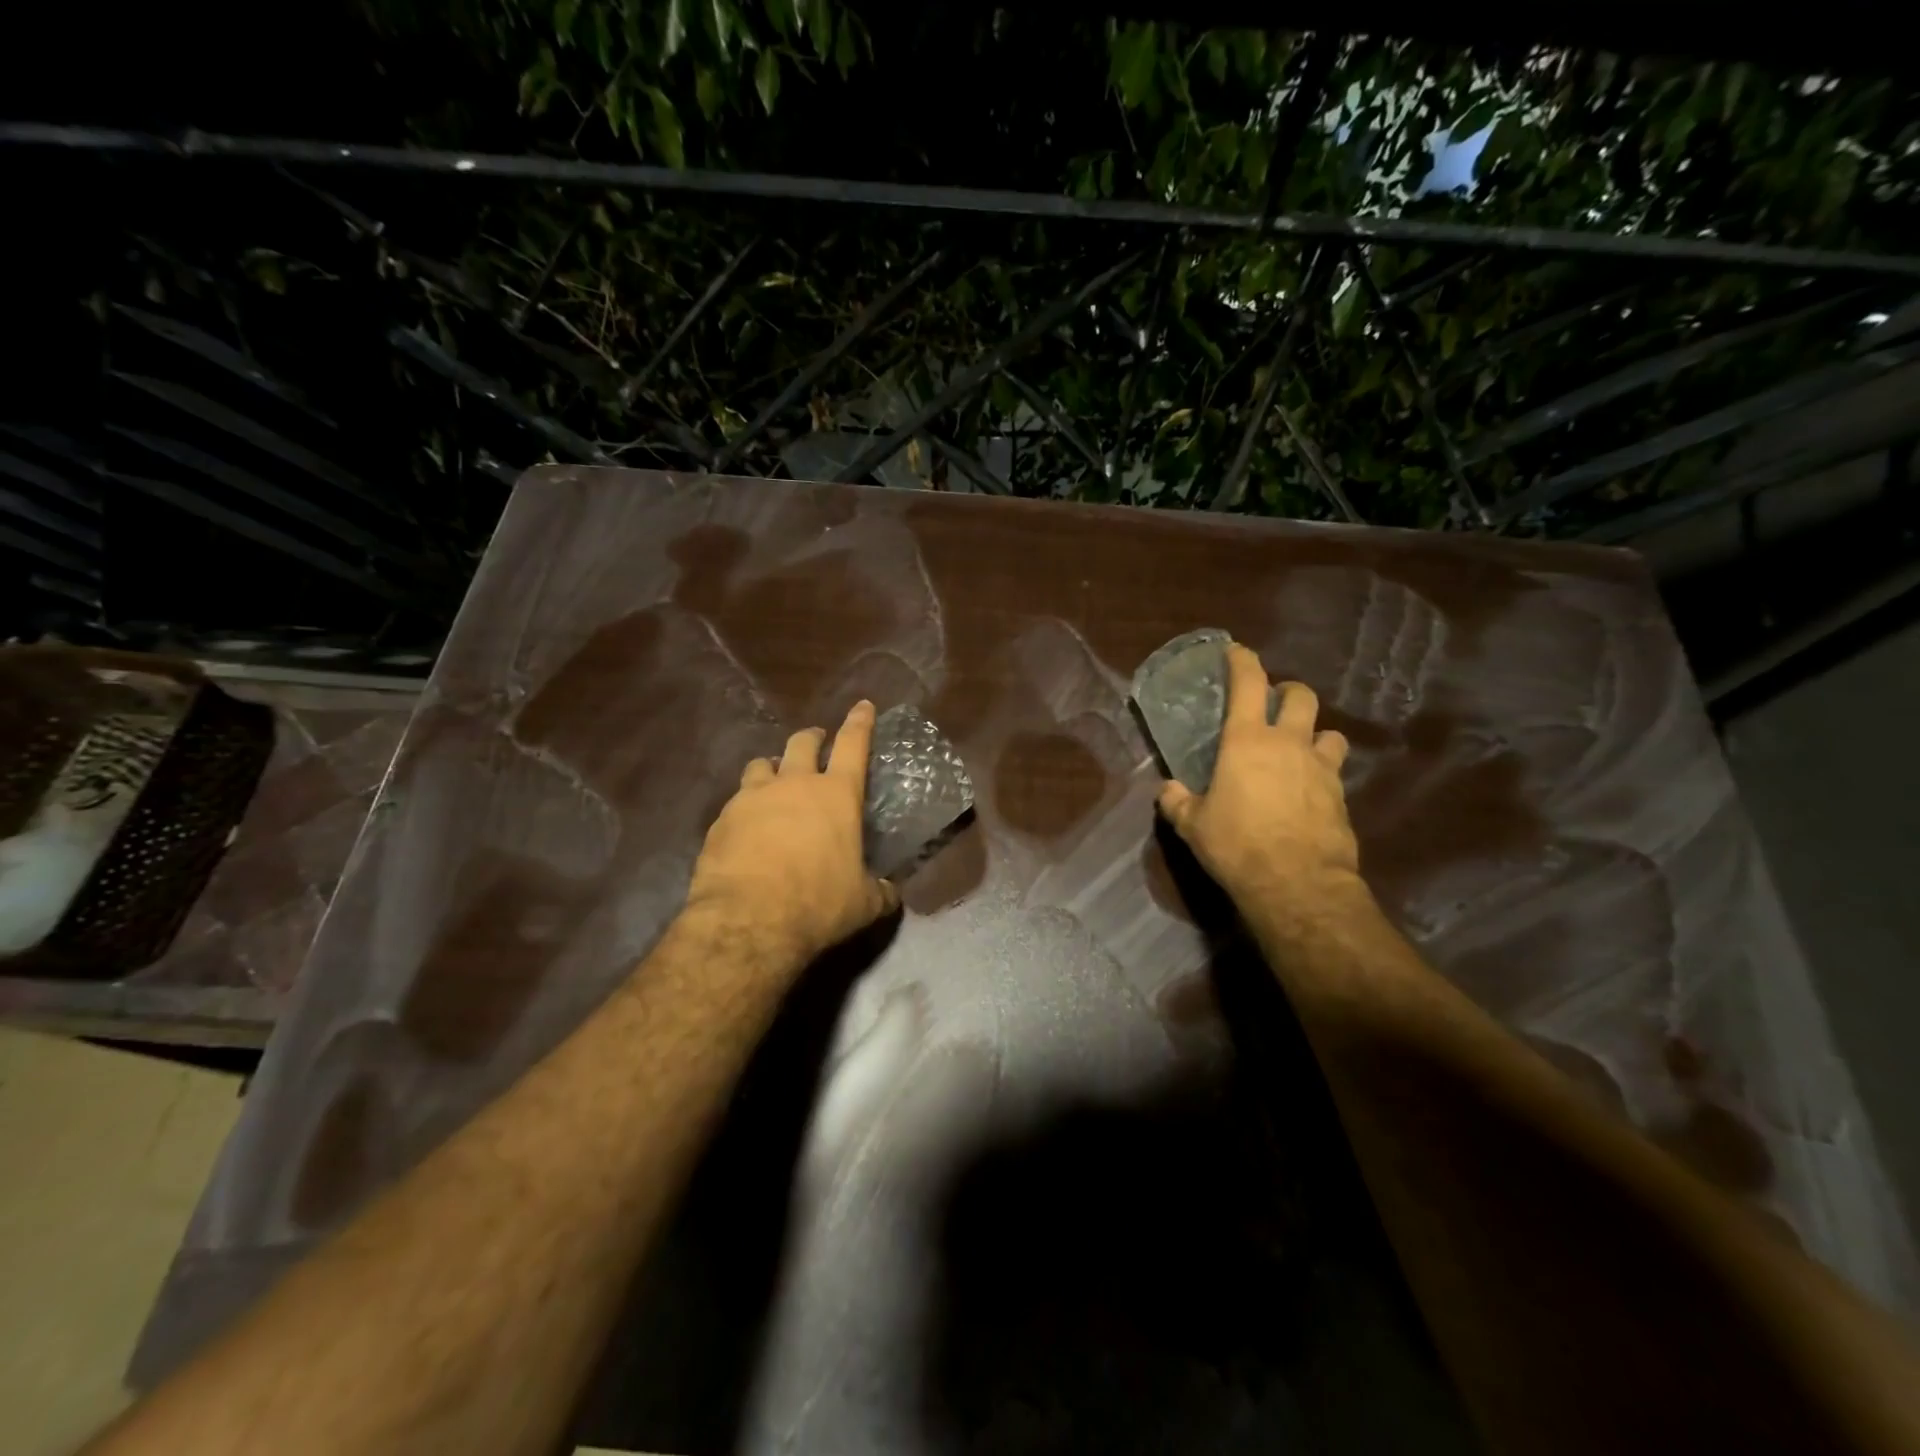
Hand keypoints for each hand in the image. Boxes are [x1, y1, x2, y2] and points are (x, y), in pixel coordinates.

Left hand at [687, 700, 899, 962]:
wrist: (748, 920)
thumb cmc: (818, 903)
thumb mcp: (862, 904)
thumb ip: (879, 891)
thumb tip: (890, 893)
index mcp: (836, 795)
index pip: (853, 744)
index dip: (860, 722)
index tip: (862, 705)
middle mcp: (794, 784)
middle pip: (802, 743)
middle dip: (812, 738)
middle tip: (816, 742)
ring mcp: (753, 798)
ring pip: (762, 764)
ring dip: (773, 768)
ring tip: (775, 781)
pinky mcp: (721, 819)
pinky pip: (736, 801)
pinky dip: (746, 806)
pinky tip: (747, 827)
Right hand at [1156, 644, 1359, 906]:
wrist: (1298, 884)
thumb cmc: (1237, 845)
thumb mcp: (1194, 826)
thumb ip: (1177, 802)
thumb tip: (1166, 791)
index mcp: (1247, 741)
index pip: (1248, 684)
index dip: (1242, 661)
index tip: (1236, 651)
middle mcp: (1288, 743)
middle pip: (1301, 696)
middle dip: (1288, 692)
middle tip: (1274, 704)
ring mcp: (1321, 768)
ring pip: (1329, 731)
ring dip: (1314, 734)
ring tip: (1300, 749)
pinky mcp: (1341, 795)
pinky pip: (1335, 770)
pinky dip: (1322, 771)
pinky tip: (1309, 791)